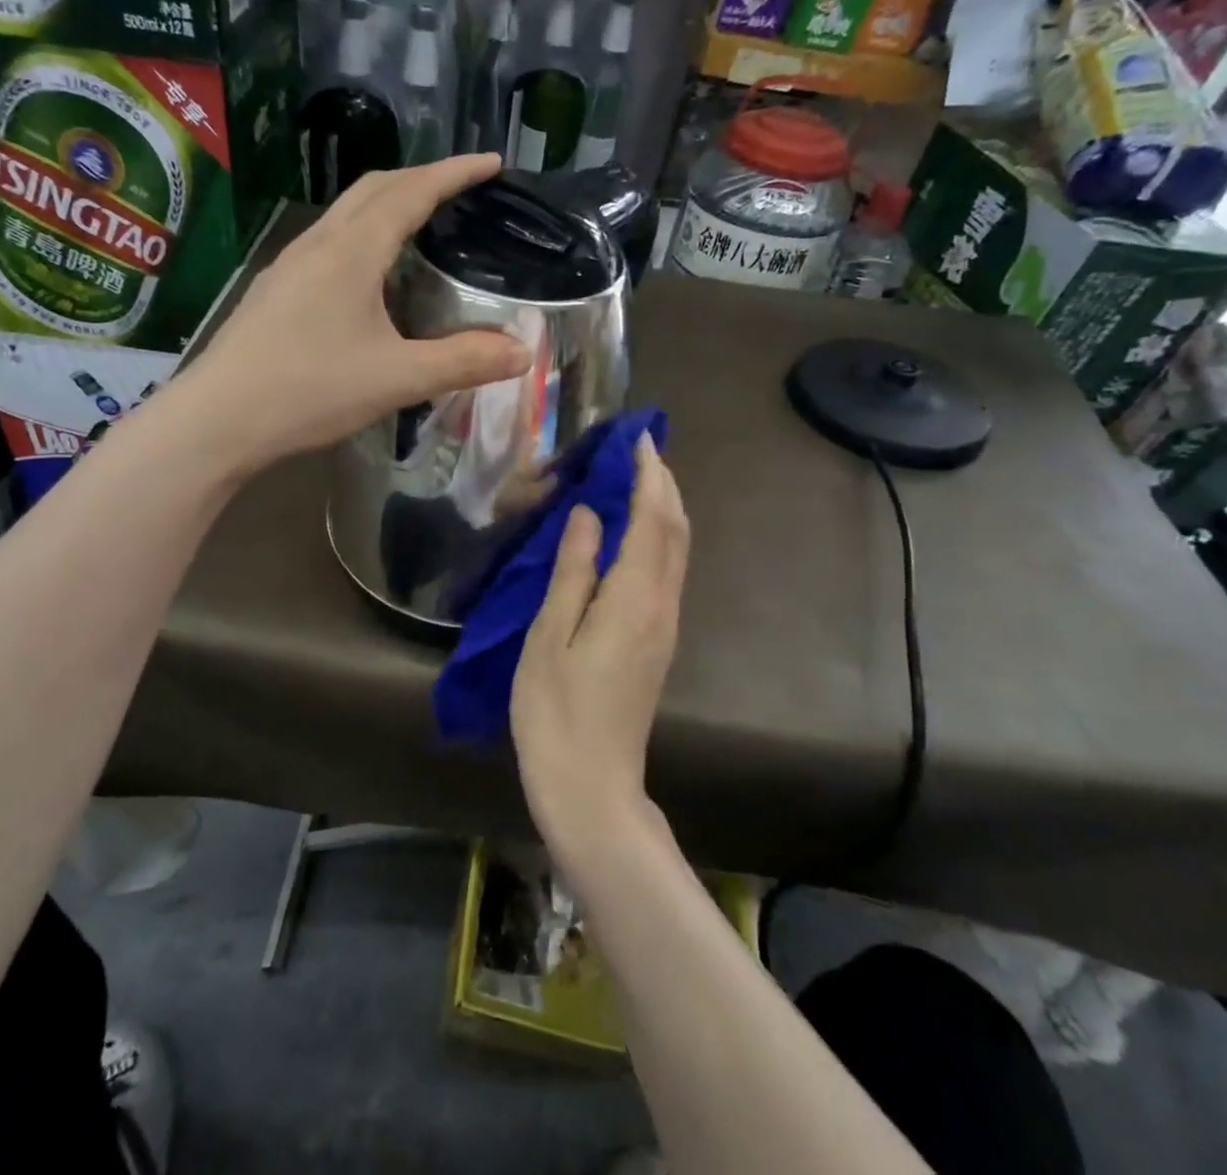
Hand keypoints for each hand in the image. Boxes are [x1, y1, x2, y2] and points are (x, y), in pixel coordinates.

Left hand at [183, 157, 532, 470]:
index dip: (454, 173)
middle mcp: (318, 244)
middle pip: (374, 189)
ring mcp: (289, 265)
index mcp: (352, 251)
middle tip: (460, 190)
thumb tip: (522, 352)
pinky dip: (363, 235)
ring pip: (346, 214)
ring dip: (387, 204)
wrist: (217, 420)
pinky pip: (328, 242)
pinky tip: (370, 275)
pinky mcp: (275, 291)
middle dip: (421, 179)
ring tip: (421, 224)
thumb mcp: (397, 378)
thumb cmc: (309, 391)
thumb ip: (463, 362)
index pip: (411, 192)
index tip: (492, 163)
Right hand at [511, 436, 690, 848]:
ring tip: (638, 479)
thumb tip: (589, 516)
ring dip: (665, 509)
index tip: (639, 439)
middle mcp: (661, 606)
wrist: (592, 786)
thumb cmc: (556, 712)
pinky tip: (634, 533)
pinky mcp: (658, 642)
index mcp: (633, 599)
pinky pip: (667, 573)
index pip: (652, 520)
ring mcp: (665, 626)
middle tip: (641, 450)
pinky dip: (658, 538)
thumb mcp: (549, 636)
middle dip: (665, 485)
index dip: (649, 476)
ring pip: (677, 552)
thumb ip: (572, 571)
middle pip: (675, 531)